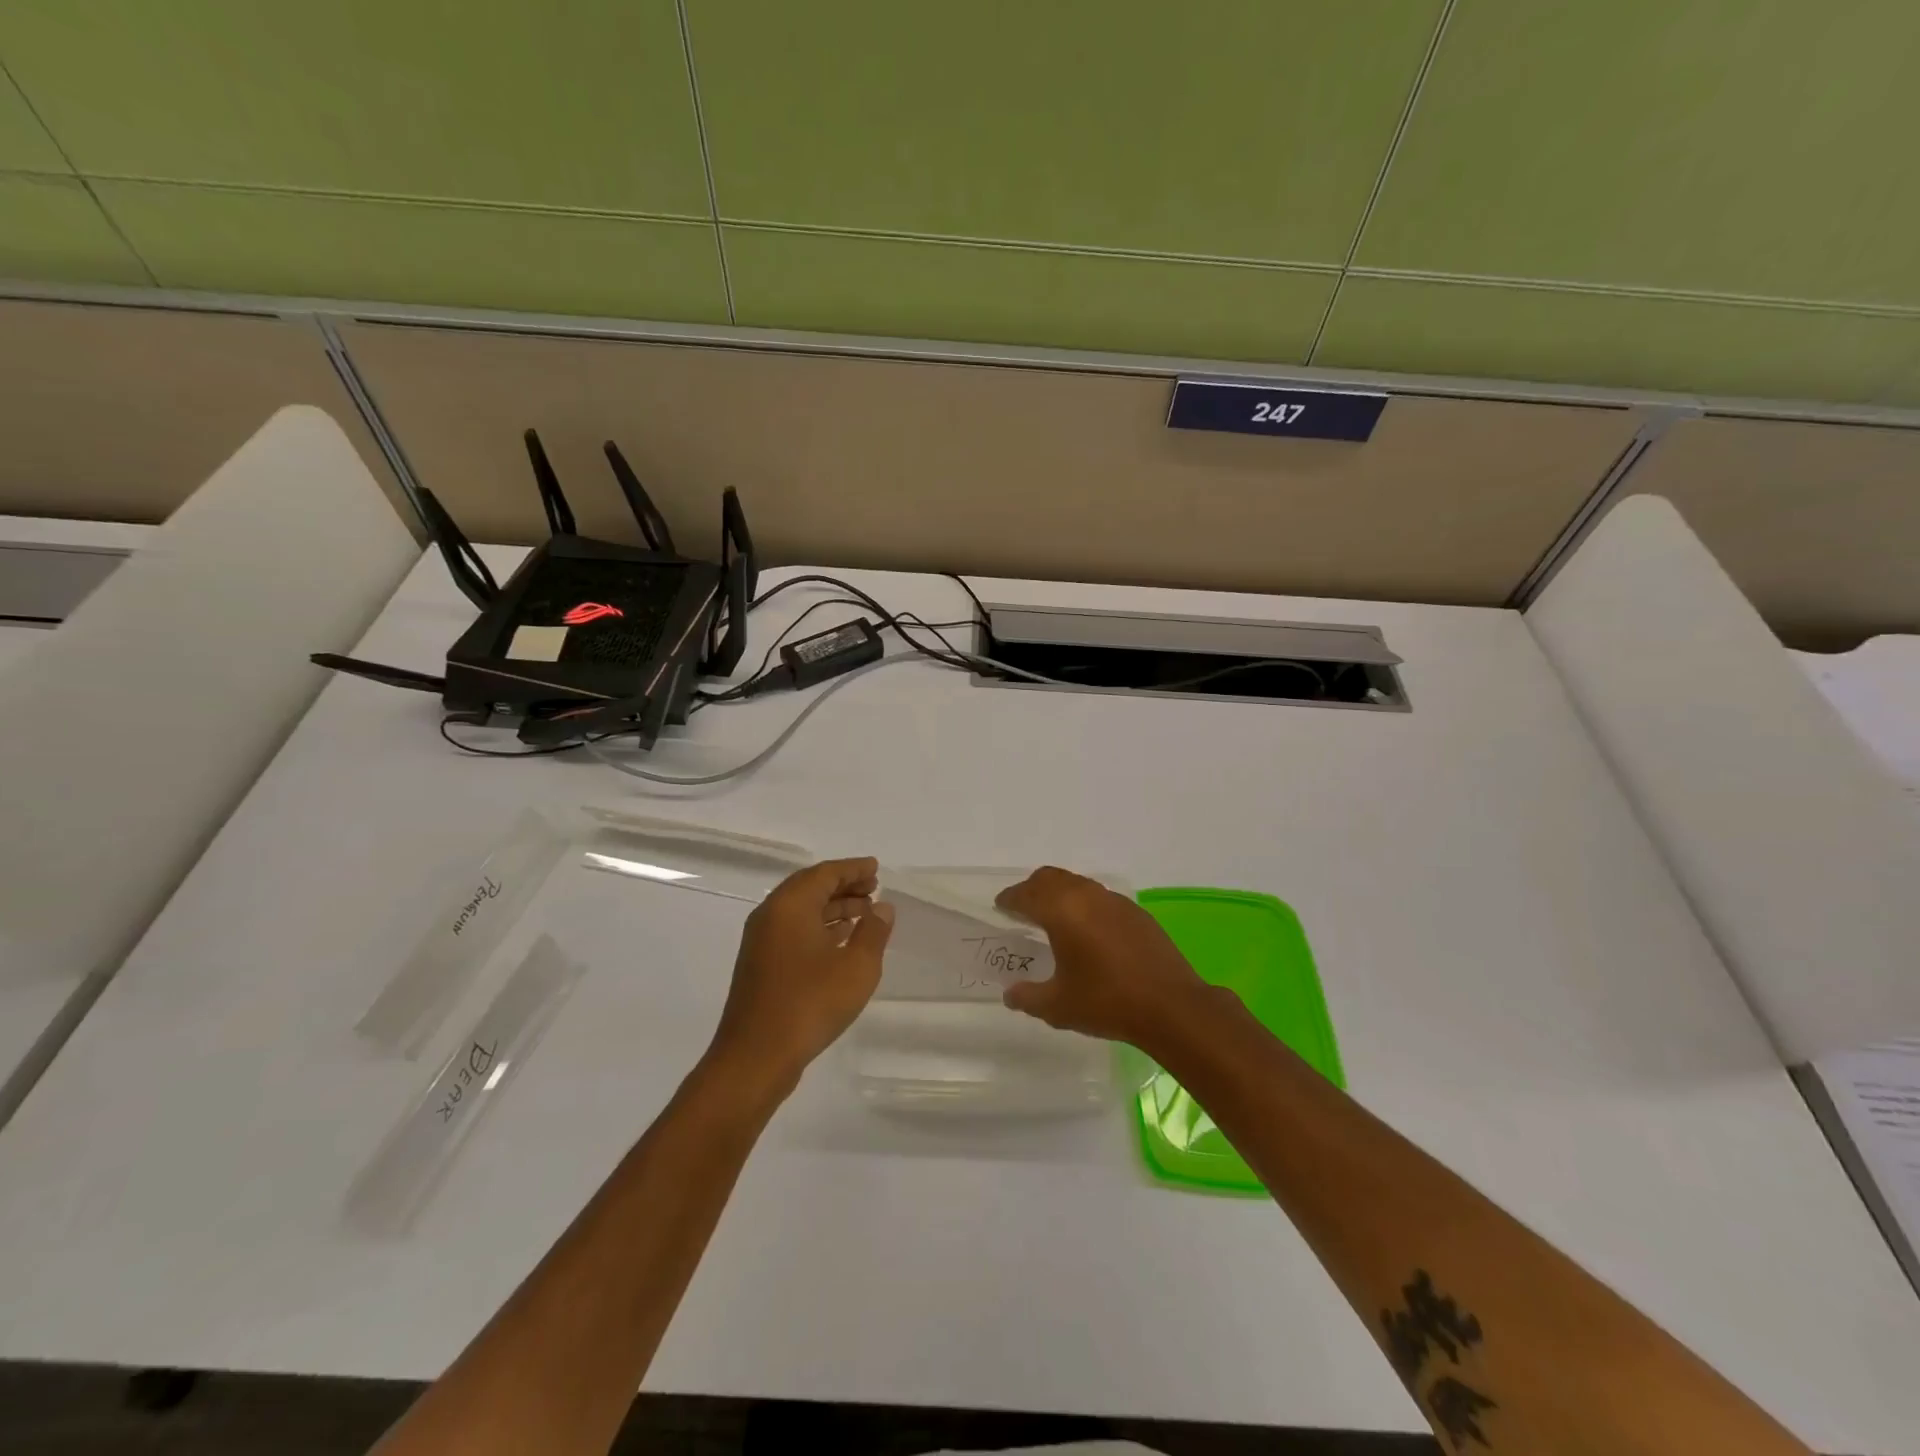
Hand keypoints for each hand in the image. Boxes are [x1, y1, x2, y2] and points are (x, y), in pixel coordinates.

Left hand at [706, 857, 893, 1092]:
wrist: (756, 1057)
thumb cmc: (810, 1004)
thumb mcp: (857, 966)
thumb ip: (874, 931)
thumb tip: (882, 907)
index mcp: (790, 905)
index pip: (825, 873)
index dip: (853, 869)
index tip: (876, 868)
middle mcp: (771, 915)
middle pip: (810, 888)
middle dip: (844, 886)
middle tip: (874, 889)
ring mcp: (761, 941)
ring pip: (801, 911)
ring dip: (833, 907)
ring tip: (865, 913)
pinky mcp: (760, 965)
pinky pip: (794, 930)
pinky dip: (819, 927)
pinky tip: (840, 940)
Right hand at [996, 867, 1212, 1048]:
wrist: (1171, 1006)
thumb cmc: (1107, 1002)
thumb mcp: (1058, 1006)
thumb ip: (1028, 997)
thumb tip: (1011, 994)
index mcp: (1061, 910)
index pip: (1026, 894)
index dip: (1010, 899)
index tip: (1001, 907)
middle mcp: (1086, 896)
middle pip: (1050, 878)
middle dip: (1032, 889)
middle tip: (1022, 908)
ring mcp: (1115, 901)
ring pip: (1077, 883)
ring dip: (1059, 894)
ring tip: (1053, 918)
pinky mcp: (1136, 912)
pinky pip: (1100, 897)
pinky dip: (1084, 904)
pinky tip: (1088, 931)